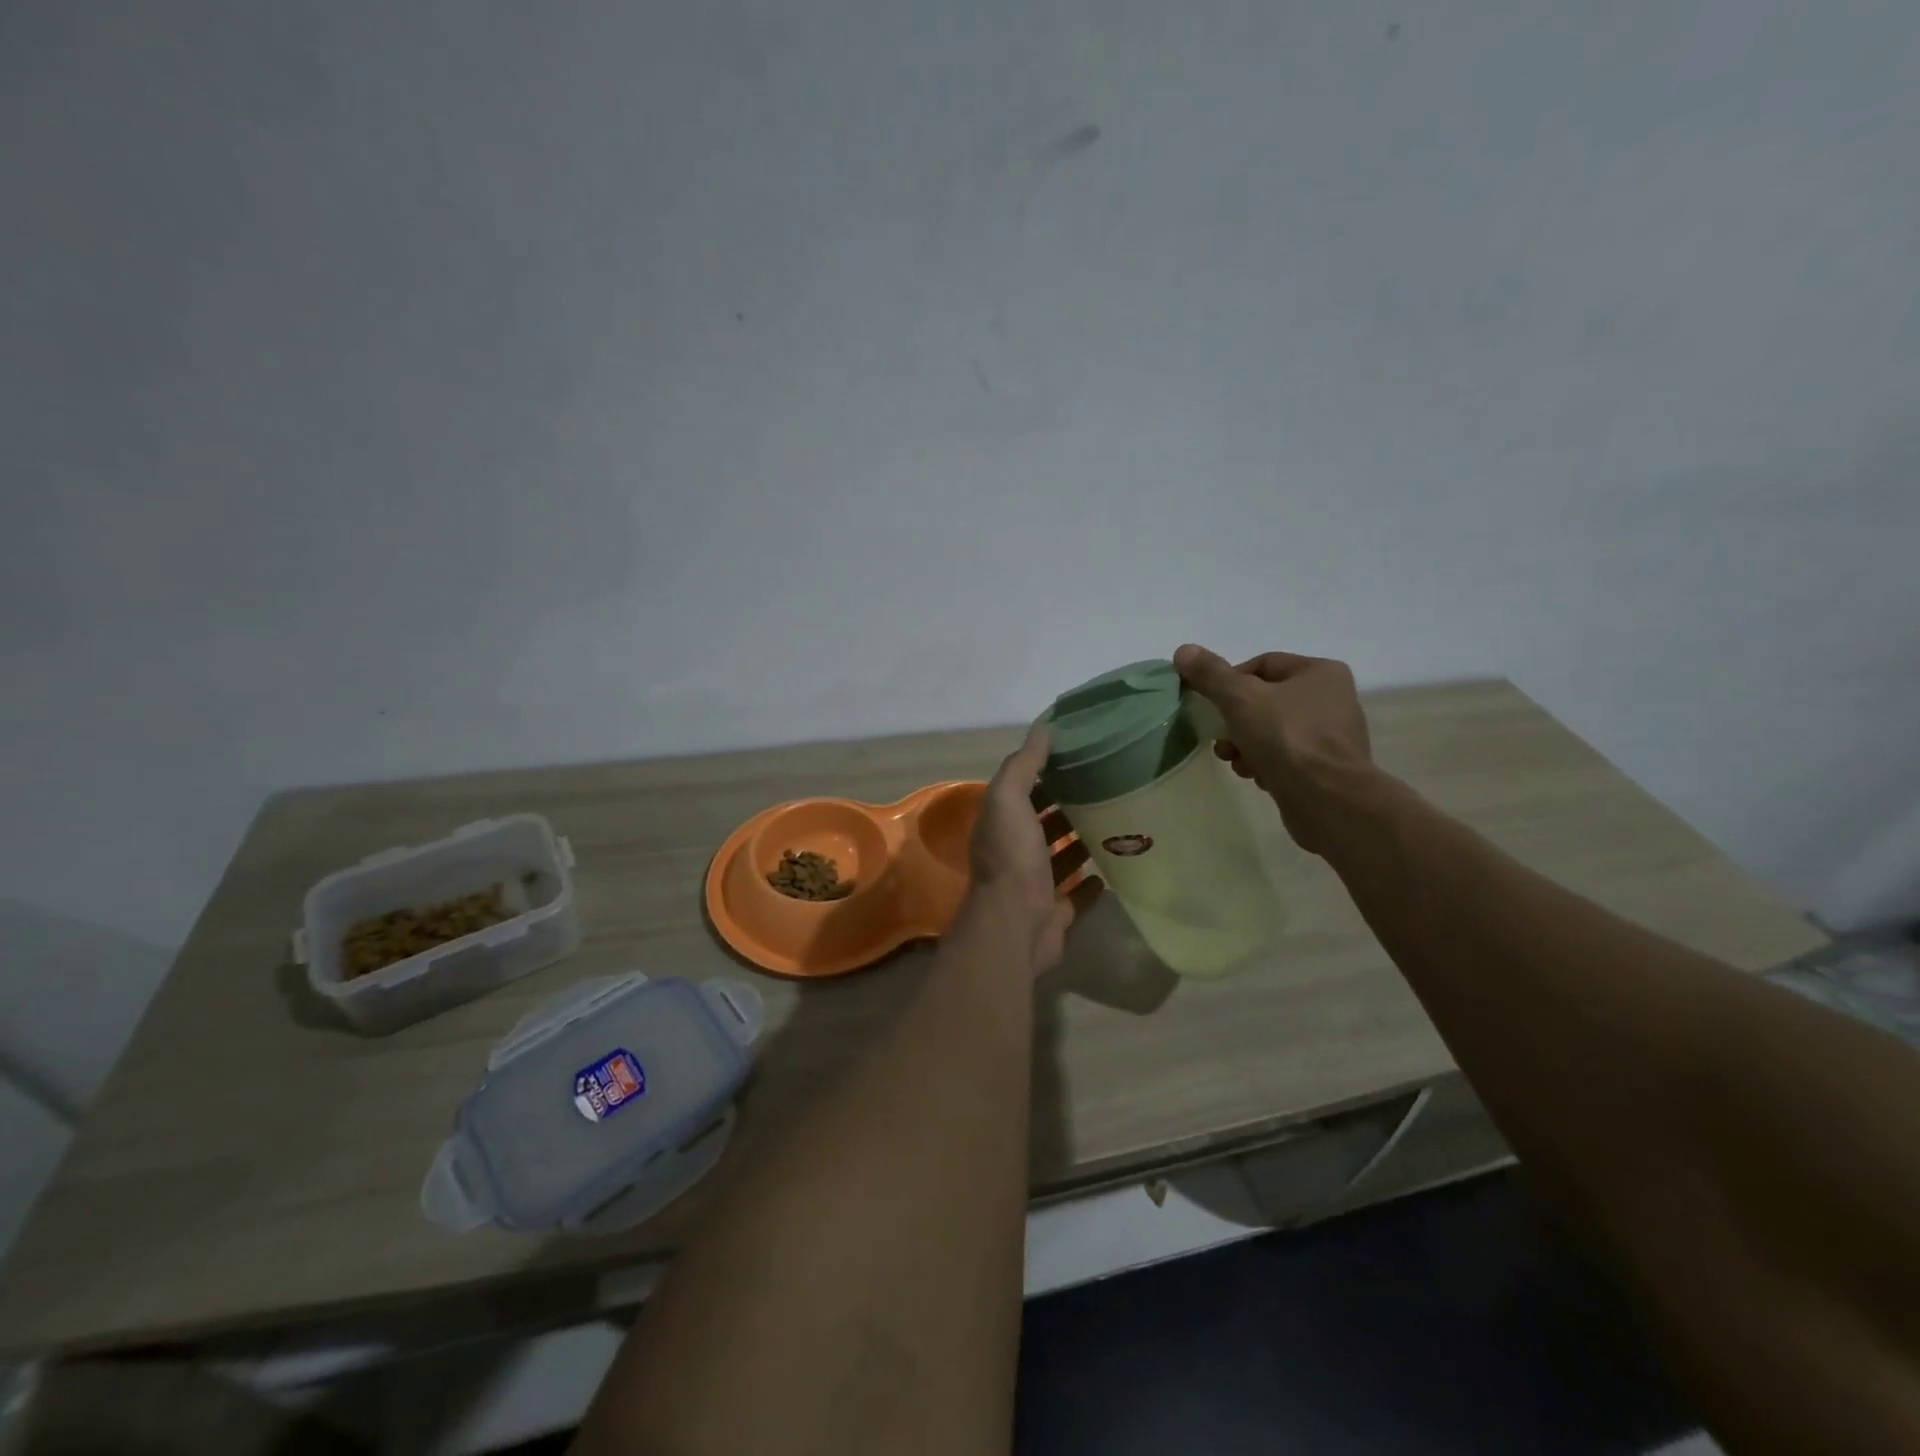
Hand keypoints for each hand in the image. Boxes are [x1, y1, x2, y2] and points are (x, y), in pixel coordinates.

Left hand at [968, 721, 1091, 971]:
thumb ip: (1023, 764)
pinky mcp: (1056, 911)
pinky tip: (1112, 866)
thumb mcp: (1009, 799)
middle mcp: (1014, 851)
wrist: (1016, 925)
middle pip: (1042, 822)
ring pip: (1060, 856)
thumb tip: (1044, 726)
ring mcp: (1035, 883)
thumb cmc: (1012, 857)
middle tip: (1106, 785)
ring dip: (1079, 840)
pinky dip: (1091, 881)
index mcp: (1001, 823)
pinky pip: (1077, 893)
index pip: (1023, 789)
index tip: (1079, 755)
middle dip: (1066, 804)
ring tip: (1115, 819)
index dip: (1045, 772)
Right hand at [1173, 644, 1375, 854]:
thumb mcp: (1240, 698)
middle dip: (1235, 720)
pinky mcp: (1327, 768)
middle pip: (1265, 700)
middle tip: (1220, 737)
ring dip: (1246, 744)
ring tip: (1235, 760)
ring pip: (1272, 731)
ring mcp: (1332, 736)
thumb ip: (1211, 674)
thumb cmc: (1286, 738)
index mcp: (1320, 672)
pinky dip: (1265, 763)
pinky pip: (1286, 757)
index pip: (1263, 664)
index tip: (1212, 702)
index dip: (1230, 681)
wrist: (1327, 799)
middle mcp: (1332, 699)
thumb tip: (1183, 650)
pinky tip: (1254, 776)